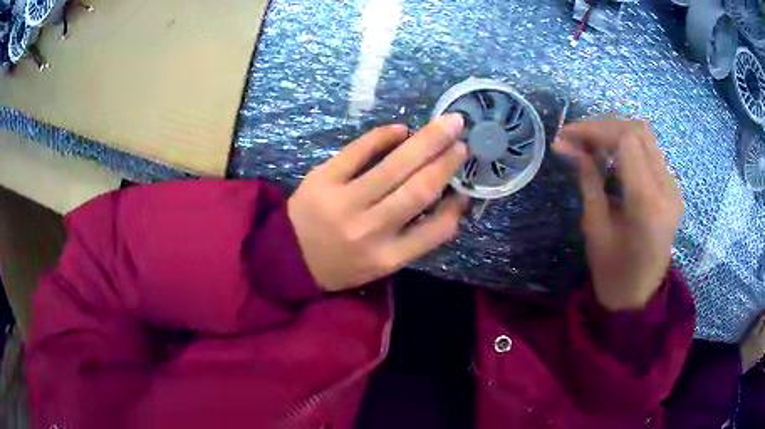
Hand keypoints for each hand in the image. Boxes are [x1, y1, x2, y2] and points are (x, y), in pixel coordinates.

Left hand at [288, 114, 468, 291]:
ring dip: (425, 141)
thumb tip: (451, 201)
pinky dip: (382, 137)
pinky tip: (401, 129)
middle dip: (446, 161)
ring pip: (393, 167)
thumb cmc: (341, 264)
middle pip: (418, 190)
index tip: (467, 184)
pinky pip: (357, 151)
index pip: (435, 230)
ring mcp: (344, 202)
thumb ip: (416, 238)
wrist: (289, 258)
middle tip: (463, 137)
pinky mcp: (322, 179)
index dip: (456, 205)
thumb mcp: (382, 263)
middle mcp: (370, 230)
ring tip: (447, 124)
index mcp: (387, 256)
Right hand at [554, 119, 682, 310]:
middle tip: (576, 137)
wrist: (639, 297)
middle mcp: (667, 189)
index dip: (594, 130)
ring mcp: (673, 188)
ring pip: (645, 137)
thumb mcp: (595, 228)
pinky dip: (626, 145)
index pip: (626, 141)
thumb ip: (588, 180)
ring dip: (615, 132)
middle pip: (638, 131)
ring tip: (589, 143)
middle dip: (603, 126)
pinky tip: (609, 155)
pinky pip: (650, 152)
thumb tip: (568, 146)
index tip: (566, 135)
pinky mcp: (671, 188)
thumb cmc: (613, 273)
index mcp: (648, 204)